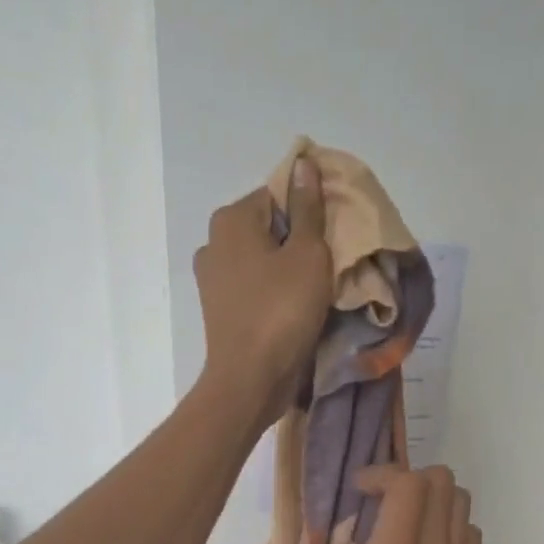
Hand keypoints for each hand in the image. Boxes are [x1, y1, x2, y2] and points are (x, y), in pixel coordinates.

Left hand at [194, 157, 334, 429]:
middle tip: (329, 264)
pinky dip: (271, 294)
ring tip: (314, 291)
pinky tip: (292, 310)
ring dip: (285, 271)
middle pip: (267, 228)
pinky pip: (252, 289)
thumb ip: (308, 208)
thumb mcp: (308, 255)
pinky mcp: (218, 311)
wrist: (250, 379)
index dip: (308, 211)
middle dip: (296, 242)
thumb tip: (303, 163)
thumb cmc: (282, 312)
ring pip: (259, 261)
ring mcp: (211, 280)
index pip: (277, 194)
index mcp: (231, 219)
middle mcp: (213, 242)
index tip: (332, 236)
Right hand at [244, 464, 482, 543]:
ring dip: (434, 500)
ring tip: (404, 523)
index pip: (409, 484)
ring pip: (462, 504)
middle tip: (382, 502)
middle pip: (443, 481)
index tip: (359, 492)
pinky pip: (471, 535)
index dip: (383, 474)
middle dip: (410, 479)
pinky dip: (450, 527)